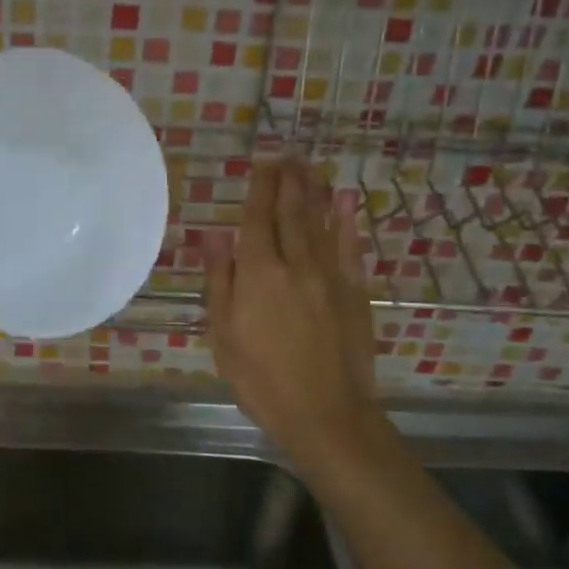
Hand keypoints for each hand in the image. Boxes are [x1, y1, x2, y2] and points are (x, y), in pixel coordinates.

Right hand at [205, 158, 377, 462]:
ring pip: (322, 223)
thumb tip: (213, 235)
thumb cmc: (262, 381)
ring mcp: (330, 277)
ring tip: (311, 166)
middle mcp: (296, 264)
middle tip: (288, 154)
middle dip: (288, 180)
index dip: (259, 188)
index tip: (261, 163)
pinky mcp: (355, 293)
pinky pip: (350, 248)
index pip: (257, 219)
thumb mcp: (224, 335)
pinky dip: (348, 223)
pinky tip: (346, 203)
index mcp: (259, 274)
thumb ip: (220, 280)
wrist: (327, 415)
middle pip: (291, 213)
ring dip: (315, 191)